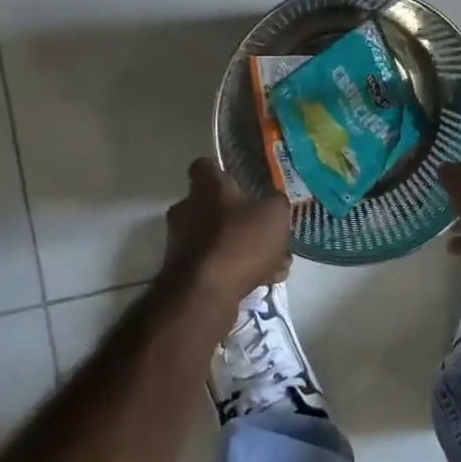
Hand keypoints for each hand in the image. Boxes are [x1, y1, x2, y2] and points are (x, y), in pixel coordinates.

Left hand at [159, 159, 292, 321]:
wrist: (204, 295)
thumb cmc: (239, 241)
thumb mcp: (275, 214)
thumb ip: (276, 204)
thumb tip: (273, 205)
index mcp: (206, 188)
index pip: (204, 166)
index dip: (222, 172)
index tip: (240, 181)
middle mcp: (187, 210)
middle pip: (214, 206)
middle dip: (241, 218)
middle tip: (267, 230)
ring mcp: (182, 243)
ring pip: (220, 239)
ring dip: (245, 249)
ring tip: (277, 263)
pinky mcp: (185, 274)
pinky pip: (217, 265)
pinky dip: (238, 271)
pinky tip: (265, 281)